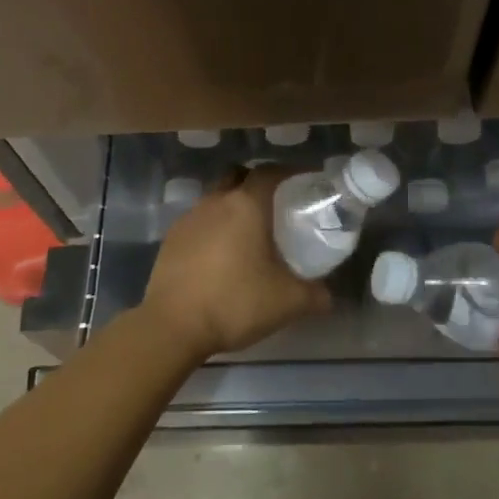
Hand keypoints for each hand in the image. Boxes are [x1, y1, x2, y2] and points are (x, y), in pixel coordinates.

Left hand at [138, 166, 331, 360]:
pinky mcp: (171, 239)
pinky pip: (199, 222)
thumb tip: (328, 296)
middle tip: (278, 206)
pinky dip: (214, 229)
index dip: (291, 172)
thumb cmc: (235, 303)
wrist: (172, 326)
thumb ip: (315, 295)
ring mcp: (189, 218)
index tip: (307, 182)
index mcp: (246, 205)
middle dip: (259, 184)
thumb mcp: (287, 302)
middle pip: (239, 177)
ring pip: (216, 199)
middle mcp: (216, 202)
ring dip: (233, 207)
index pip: (271, 172)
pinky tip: (221, 256)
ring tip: (249, 235)